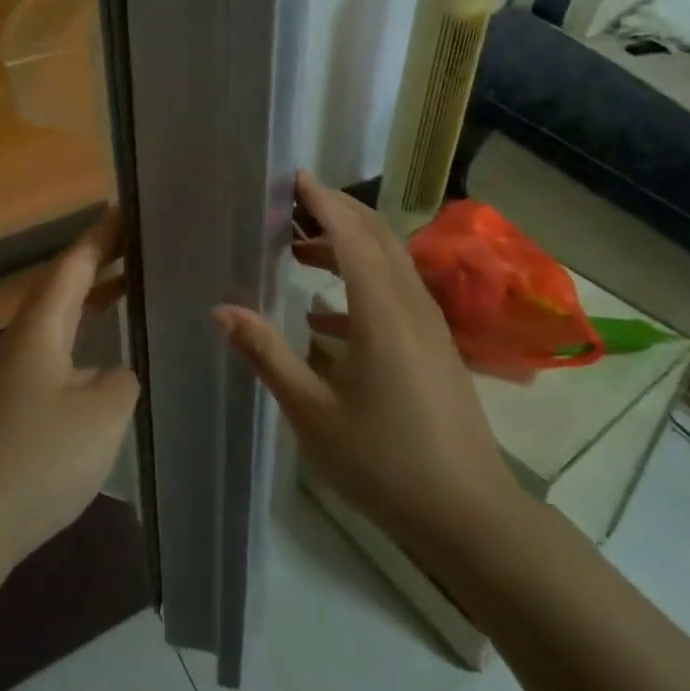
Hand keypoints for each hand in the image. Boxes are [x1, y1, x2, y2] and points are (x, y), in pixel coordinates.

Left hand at [0, 207, 139, 570]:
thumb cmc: (40, 459)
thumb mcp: (103, 413)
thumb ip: (122, 379)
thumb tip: (116, 371)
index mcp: (40, 326)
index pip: (74, 264)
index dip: (102, 235)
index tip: (129, 208)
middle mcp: (23, 338)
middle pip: (62, 284)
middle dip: (99, 259)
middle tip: (140, 242)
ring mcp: (14, 371)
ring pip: (58, 316)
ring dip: (91, 296)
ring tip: (131, 284)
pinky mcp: (14, 402)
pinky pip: (55, 346)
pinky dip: (83, 332)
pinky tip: (103, 355)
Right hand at [215, 171, 521, 547]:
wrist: (468, 514)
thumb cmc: (383, 462)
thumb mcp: (312, 412)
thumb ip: (266, 353)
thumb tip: (221, 310)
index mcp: (381, 312)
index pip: (350, 235)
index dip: (322, 201)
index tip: (294, 176)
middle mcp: (409, 305)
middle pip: (375, 235)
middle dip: (336, 210)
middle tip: (292, 200)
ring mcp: (428, 325)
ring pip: (388, 261)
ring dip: (346, 244)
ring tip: (298, 250)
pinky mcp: (434, 345)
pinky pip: (395, 292)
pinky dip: (359, 283)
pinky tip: (322, 316)